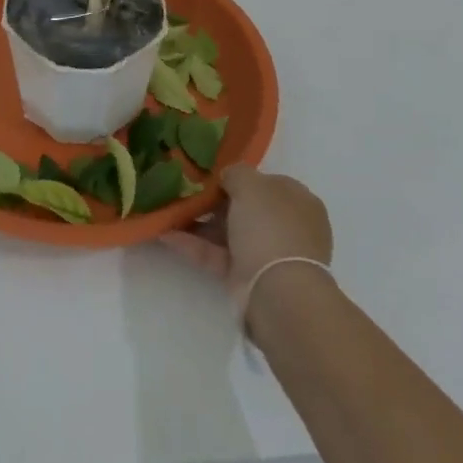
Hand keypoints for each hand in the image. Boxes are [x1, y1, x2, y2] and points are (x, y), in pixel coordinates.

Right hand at [163, 164, 332, 301]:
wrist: (276, 290)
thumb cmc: (269, 226)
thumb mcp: (250, 184)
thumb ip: (236, 173)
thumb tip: (228, 177)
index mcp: (298, 201)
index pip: (267, 182)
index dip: (240, 177)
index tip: (210, 174)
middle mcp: (286, 226)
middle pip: (246, 208)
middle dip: (214, 201)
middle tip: (183, 190)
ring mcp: (266, 253)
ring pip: (228, 232)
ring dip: (198, 222)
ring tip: (167, 210)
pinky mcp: (246, 277)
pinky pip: (216, 254)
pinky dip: (193, 244)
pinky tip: (164, 233)